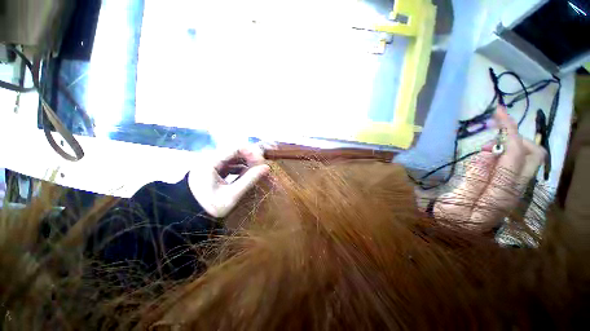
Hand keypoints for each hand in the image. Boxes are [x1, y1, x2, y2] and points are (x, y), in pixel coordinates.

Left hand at [188, 145, 269, 217]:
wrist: (191, 215)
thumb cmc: (210, 207)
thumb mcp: (232, 195)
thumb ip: (250, 180)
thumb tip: (267, 168)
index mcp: (210, 162)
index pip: (235, 148)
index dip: (252, 153)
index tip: (262, 162)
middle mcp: (209, 158)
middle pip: (235, 151)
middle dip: (250, 158)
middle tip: (261, 167)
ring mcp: (211, 163)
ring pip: (233, 157)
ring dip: (246, 162)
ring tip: (257, 171)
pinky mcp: (213, 168)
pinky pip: (230, 163)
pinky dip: (240, 167)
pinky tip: (247, 174)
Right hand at [435, 106, 546, 230]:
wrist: (448, 230)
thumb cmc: (443, 217)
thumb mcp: (451, 202)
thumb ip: (472, 180)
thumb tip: (489, 151)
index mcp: (499, 197)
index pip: (514, 158)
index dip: (509, 132)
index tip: (496, 113)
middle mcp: (515, 192)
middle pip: (533, 156)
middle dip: (517, 134)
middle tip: (493, 126)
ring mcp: (514, 190)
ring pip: (529, 159)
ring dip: (513, 141)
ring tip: (490, 136)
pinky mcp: (508, 187)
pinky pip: (518, 163)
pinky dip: (509, 150)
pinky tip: (491, 149)